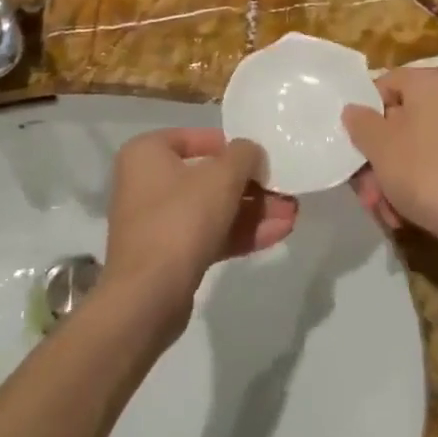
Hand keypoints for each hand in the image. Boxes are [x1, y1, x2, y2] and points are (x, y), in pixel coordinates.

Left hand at [101, 128, 297, 334]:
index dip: (233, 147)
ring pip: (212, 209)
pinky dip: (240, 233)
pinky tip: (277, 234)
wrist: (147, 298)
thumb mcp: (222, 176)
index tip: (261, 158)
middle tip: (284, 190)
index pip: (196, 138)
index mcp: (147, 153)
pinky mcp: (168, 256)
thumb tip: (253, 154)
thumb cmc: (181, 218)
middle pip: (208, 177)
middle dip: (251, 186)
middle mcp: (146, 182)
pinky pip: (208, 235)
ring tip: (291, 214)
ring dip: (252, 211)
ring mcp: (157, 221)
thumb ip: (245, 155)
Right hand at [341, 68, 437, 268]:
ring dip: (388, 179)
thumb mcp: (379, 144)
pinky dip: (412, 189)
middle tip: (363, 187)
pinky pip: (429, 169)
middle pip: (396, 122)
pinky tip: (400, 216)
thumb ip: (360, 122)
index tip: (352, 140)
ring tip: (380, 209)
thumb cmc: (422, 168)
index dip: (364, 112)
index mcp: (429, 84)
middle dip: (375, 158)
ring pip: (409, 150)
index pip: (385, 84)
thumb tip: (353, 110)